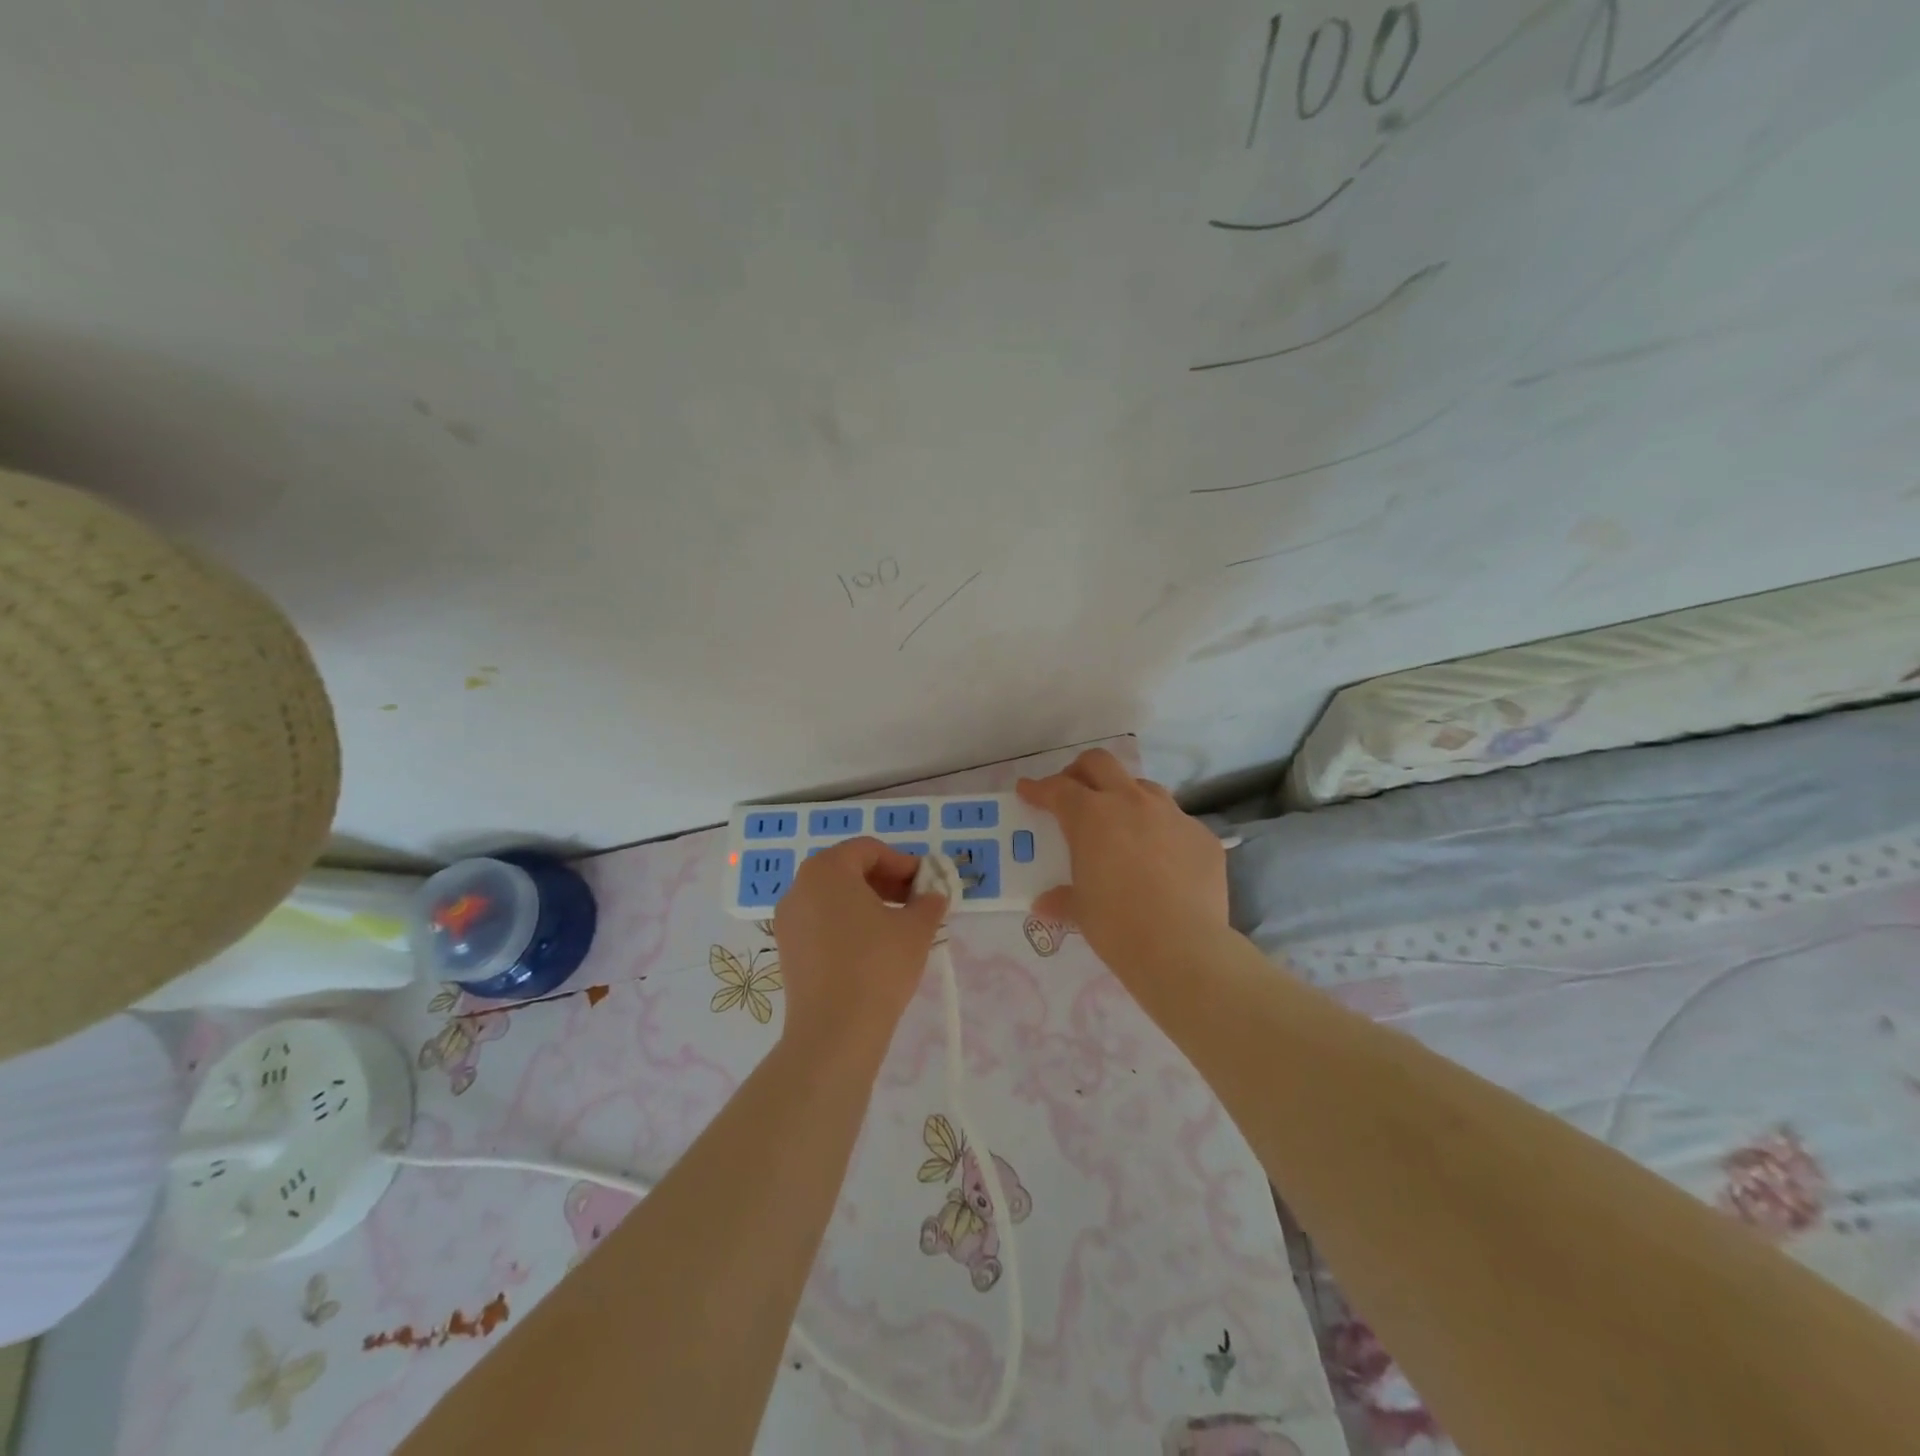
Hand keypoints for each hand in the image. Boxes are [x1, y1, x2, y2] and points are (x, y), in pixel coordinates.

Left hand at [772, 837, 948, 1064]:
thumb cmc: (878, 965)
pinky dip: (848, 925)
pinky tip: (873, 950)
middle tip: (916, 902)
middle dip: (885, 882)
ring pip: (834, 898)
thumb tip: (934, 895)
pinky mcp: (788, 950)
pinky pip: (821, 923)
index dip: (902, 862)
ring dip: (868, 903)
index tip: (926, 884)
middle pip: (848, 870)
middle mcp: (799, 887)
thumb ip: (928, 902)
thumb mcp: (916, 928)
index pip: (869, 850)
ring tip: (898, 927)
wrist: (835, 1032)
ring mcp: (788, 920)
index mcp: (827, 869)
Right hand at [1017, 749, 1228, 976]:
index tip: (1028, 790)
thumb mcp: (1081, 911)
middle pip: (1100, 763)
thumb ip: (1062, 898)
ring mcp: (1172, 815)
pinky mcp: (1203, 836)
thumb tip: (1046, 903)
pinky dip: (1161, 832)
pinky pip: (1176, 823)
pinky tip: (1161, 860)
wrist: (1183, 948)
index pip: (1058, 789)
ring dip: (1124, 796)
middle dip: (1080, 771)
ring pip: (1143, 787)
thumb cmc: (1117, 926)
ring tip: (1120, 823)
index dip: (1038, 788)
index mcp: (1091, 816)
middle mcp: (1131, 803)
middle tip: (1072, 791)